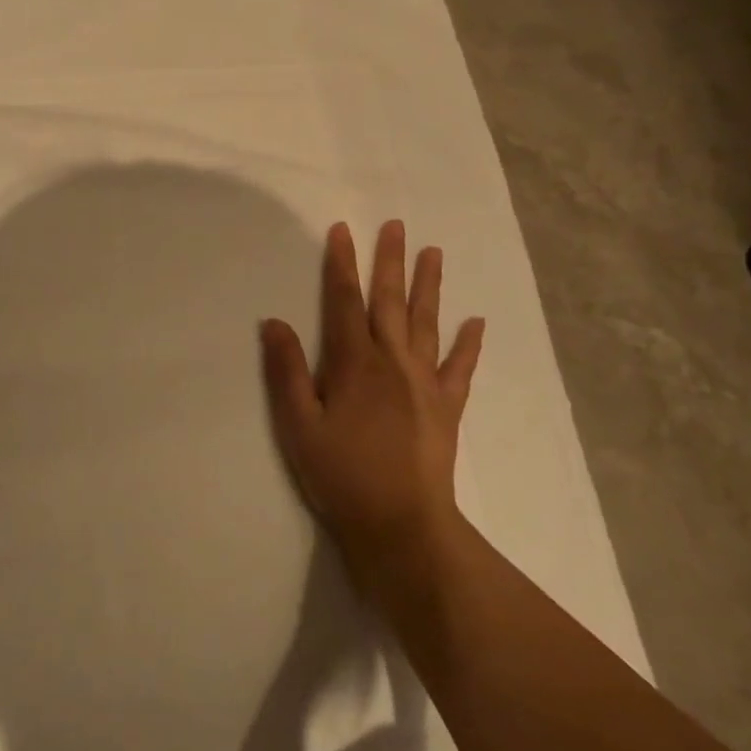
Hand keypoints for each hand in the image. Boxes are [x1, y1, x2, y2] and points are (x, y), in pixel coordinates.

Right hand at [259, 221, 483, 585]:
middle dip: (389, 261)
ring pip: (426, 323)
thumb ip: (287, 372)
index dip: (341, 264)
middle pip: (389, 301)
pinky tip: (477, 323)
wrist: (401, 525)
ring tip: (433, 253)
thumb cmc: (342, 475)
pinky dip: (468, 345)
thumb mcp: (299, 426)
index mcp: (354, 364)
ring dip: (428, 287)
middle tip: (396, 226)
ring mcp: (425, 383)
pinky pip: (459, 368)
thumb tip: (274, 322)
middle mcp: (393, 362)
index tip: (342, 230)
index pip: (344, 301)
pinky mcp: (447, 407)